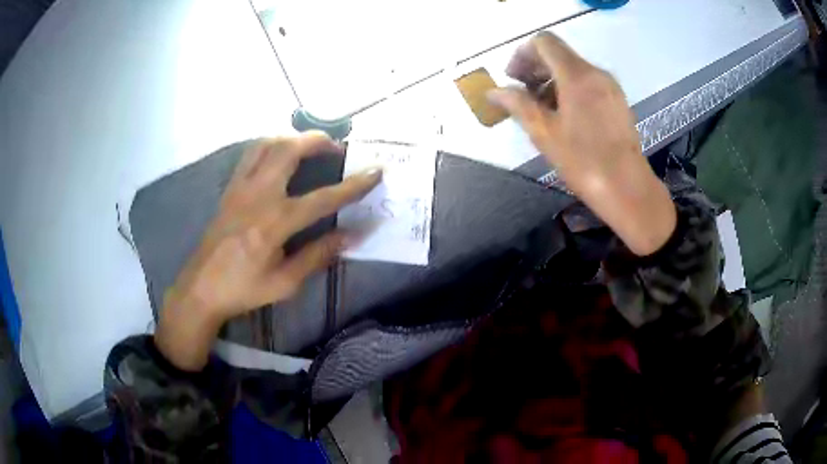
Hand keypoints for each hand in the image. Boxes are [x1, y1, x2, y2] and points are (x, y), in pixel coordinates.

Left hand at [155, 132, 381, 370]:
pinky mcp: (230, 188)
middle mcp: (258, 196)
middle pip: (289, 151)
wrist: (201, 287)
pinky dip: (270, 145)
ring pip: (267, 144)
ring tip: (310, 146)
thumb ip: (317, 255)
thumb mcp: (284, 283)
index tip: (376, 171)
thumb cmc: (243, 289)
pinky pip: (251, 154)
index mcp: (274, 224)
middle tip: (337, 147)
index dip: (354, 185)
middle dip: (318, 141)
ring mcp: (240, 188)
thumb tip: (351, 236)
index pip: (323, 198)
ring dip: (293, 138)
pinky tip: (279, 154)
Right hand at [488, 32, 675, 255]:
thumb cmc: (584, 161)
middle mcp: (596, 73)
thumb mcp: (544, 133)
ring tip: (541, 109)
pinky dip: (570, 89)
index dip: (522, 55)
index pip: (544, 42)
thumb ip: (517, 104)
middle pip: (559, 54)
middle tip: (521, 95)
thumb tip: (494, 91)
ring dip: (551, 80)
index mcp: (577, 75)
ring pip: (573, 68)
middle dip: (535, 68)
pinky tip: (564, 116)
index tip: (513, 79)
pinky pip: (588, 83)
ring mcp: (610, 86)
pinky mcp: (617, 101)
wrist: (627, 188)